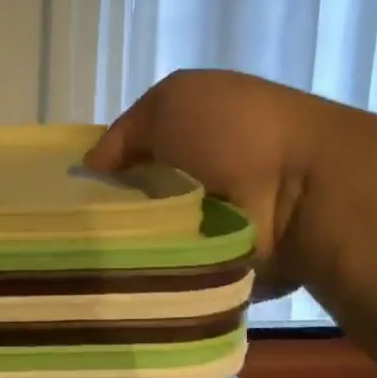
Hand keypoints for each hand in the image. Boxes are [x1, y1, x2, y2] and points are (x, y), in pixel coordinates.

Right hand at [85, 70, 319, 296]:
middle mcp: (200, 178)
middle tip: (80, 230)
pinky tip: (127, 274)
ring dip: (131, 244)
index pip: (132, 157)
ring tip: (98, 257)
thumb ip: (124, 132)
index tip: (73, 193)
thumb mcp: (170, 102)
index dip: (102, 172)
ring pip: (149, 238)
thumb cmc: (234, 134)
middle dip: (111, 213)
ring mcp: (212, 224)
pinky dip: (153, 272)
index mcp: (192, 136)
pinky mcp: (219, 265)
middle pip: (137, 200)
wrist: (303, 193)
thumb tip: (92, 168)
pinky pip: (172, 271)